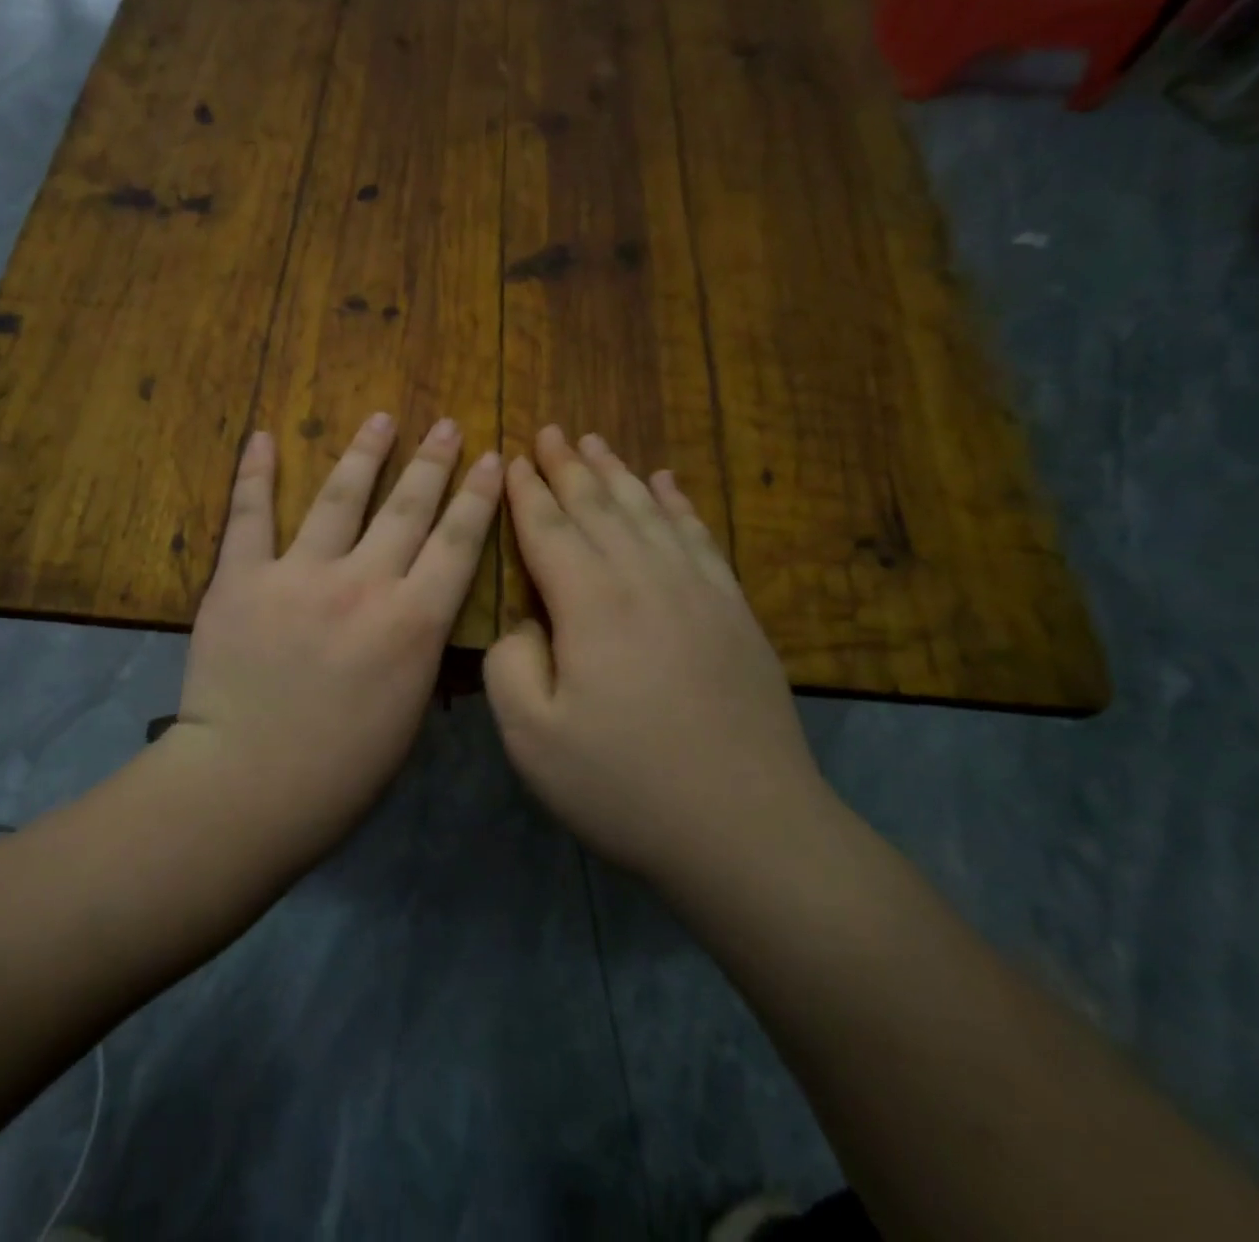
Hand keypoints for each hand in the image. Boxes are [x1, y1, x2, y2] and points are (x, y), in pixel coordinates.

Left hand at [171, 413, 502, 855]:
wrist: (246, 788)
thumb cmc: (341, 773)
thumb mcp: (409, 714)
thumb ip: (420, 652)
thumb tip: (423, 614)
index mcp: (413, 623)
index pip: (458, 543)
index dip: (478, 496)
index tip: (491, 457)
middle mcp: (364, 583)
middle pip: (408, 508)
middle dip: (433, 462)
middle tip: (447, 425)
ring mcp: (299, 574)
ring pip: (340, 497)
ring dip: (365, 452)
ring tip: (382, 418)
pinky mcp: (241, 578)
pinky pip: (249, 514)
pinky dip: (255, 473)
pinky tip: (263, 436)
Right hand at [484, 427, 826, 884]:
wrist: (747, 828)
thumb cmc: (625, 786)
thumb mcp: (532, 737)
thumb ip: (511, 663)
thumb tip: (526, 621)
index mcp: (591, 603)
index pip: (549, 528)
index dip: (526, 492)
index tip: (512, 457)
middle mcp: (645, 578)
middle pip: (599, 506)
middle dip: (568, 467)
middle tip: (549, 431)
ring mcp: (698, 590)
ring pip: (649, 511)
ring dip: (618, 474)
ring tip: (596, 443)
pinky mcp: (734, 611)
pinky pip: (700, 538)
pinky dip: (678, 505)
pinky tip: (668, 484)